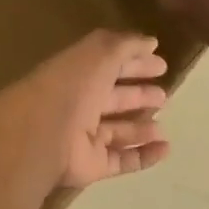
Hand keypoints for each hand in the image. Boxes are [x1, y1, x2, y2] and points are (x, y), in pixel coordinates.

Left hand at [0, 30, 169, 188]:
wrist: (42, 137)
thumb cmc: (70, 88)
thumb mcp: (98, 54)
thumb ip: (125, 45)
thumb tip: (151, 42)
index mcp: (76, 75)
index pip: (109, 66)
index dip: (135, 63)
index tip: (162, 64)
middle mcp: (78, 105)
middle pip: (113, 99)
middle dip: (138, 95)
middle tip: (164, 95)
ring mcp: (84, 138)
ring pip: (118, 131)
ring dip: (141, 128)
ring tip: (164, 126)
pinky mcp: (92, 165)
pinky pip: (122, 160)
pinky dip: (144, 156)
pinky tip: (166, 149)